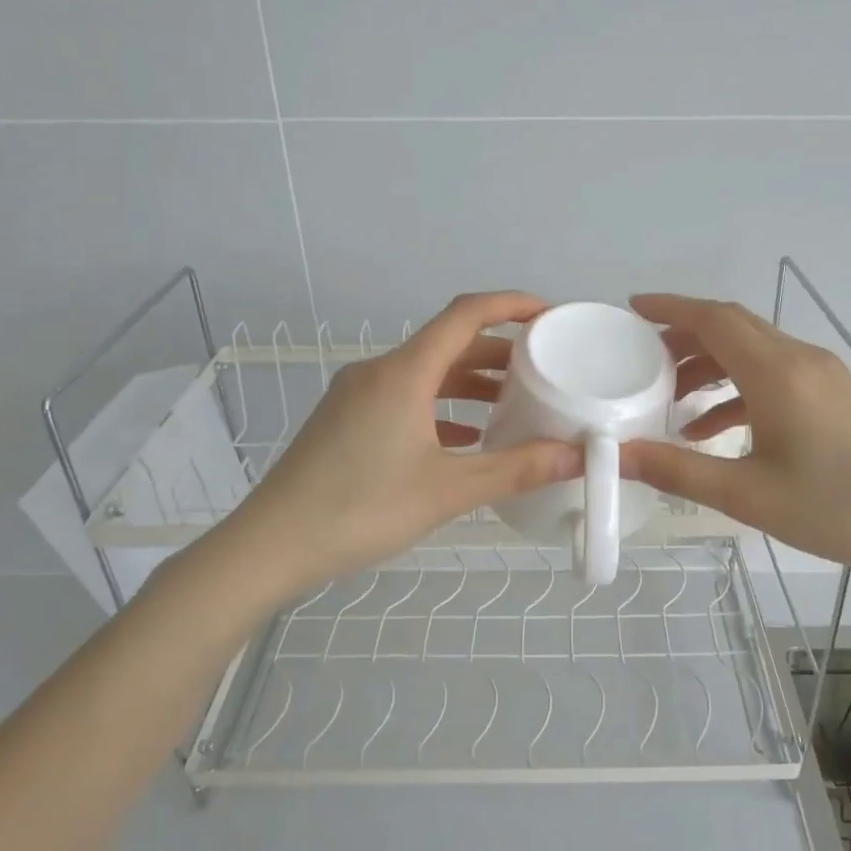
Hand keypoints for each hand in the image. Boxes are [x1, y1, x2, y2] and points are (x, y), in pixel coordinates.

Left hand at [220, 292, 581, 600]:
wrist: (272, 545)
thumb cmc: (362, 510)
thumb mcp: (448, 491)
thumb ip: (516, 470)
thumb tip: (577, 455)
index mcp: (404, 373)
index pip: (466, 315)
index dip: (512, 306)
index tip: (550, 315)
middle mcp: (378, 371)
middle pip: (448, 343)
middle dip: (498, 351)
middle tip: (544, 368)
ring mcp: (357, 395)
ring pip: (426, 373)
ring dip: (470, 382)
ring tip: (514, 403)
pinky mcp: (346, 419)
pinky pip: (405, 397)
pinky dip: (441, 407)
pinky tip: (466, 437)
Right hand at [621, 293, 850, 581]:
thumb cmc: (837, 508)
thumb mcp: (747, 496)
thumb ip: (678, 470)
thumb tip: (618, 454)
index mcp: (777, 374)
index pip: (714, 319)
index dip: (670, 307)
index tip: (632, 308)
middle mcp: (799, 360)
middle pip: (732, 327)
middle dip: (683, 335)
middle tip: (642, 358)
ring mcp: (821, 375)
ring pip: (752, 351)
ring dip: (709, 365)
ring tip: (671, 398)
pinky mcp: (833, 394)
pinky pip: (773, 375)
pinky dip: (737, 389)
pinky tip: (714, 429)